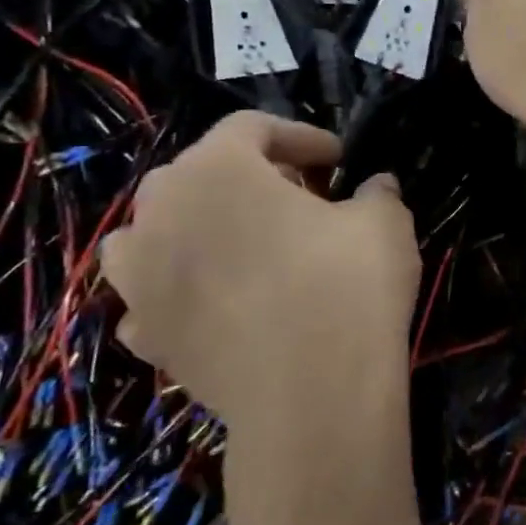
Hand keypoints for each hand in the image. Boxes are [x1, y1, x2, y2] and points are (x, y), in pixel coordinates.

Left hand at [101, 113, 419, 439]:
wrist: (311, 396)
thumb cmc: (348, 287)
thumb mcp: (385, 223)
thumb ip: (377, 192)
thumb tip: (374, 187)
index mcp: (217, 170)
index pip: (252, 127)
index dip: (302, 136)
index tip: (339, 160)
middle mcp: (160, 213)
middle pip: (199, 172)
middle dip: (253, 177)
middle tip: (303, 199)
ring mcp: (140, 278)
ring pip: (157, 230)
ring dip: (200, 226)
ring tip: (246, 245)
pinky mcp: (145, 333)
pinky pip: (156, 292)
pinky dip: (185, 287)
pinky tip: (224, 302)